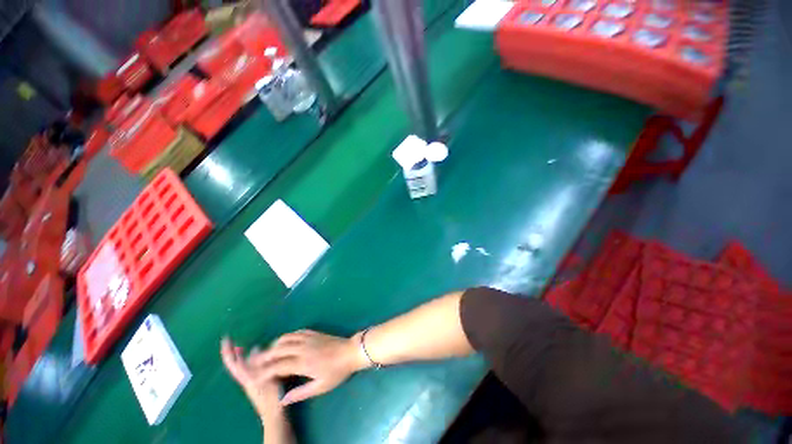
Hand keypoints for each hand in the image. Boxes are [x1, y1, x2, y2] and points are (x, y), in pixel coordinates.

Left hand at [221, 337, 282, 419]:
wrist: (274, 414)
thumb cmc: (271, 397)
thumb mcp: (267, 378)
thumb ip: (259, 365)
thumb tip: (254, 349)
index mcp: (247, 377)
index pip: (234, 363)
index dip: (228, 352)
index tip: (226, 339)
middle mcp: (245, 379)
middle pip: (234, 365)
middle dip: (230, 354)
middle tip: (230, 341)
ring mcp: (250, 382)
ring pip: (240, 367)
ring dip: (239, 356)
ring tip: (241, 347)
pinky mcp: (257, 383)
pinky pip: (249, 369)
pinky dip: (249, 361)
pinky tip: (257, 358)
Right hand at [249, 330, 366, 405]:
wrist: (351, 352)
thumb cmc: (337, 371)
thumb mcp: (320, 386)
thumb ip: (300, 393)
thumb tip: (282, 400)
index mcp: (303, 363)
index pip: (278, 366)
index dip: (264, 372)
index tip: (254, 377)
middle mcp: (303, 348)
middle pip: (278, 350)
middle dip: (265, 356)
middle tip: (255, 363)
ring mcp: (309, 338)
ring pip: (286, 338)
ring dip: (274, 345)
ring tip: (268, 352)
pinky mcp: (314, 332)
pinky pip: (297, 332)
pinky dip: (287, 336)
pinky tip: (285, 341)